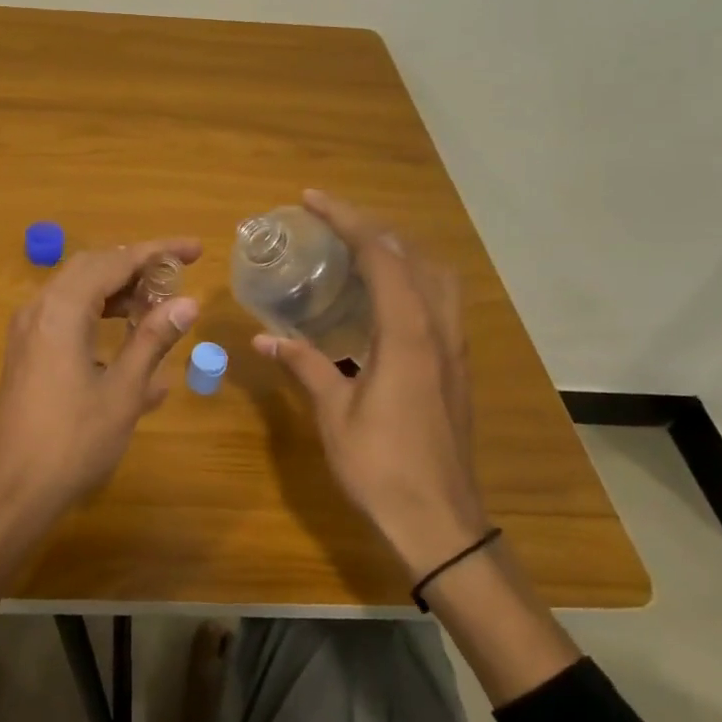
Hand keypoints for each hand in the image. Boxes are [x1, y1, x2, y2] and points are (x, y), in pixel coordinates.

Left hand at [0, 238, 201, 526]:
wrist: (11, 491)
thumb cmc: (72, 442)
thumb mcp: (123, 392)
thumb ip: (153, 340)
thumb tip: (187, 303)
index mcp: (62, 310)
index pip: (115, 261)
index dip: (158, 252)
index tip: (196, 250)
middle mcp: (39, 309)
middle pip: (92, 268)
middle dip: (137, 266)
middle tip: (178, 276)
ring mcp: (28, 332)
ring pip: (77, 292)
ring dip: (118, 292)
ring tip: (158, 307)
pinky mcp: (27, 354)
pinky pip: (66, 318)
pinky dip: (99, 317)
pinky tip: (129, 344)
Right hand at [253, 190, 488, 579]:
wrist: (441, 521)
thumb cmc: (381, 467)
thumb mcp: (334, 413)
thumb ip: (303, 366)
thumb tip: (264, 337)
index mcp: (407, 334)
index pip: (381, 255)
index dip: (347, 220)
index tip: (312, 200)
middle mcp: (438, 329)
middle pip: (414, 255)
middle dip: (373, 227)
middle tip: (332, 222)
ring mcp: (454, 348)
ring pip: (436, 276)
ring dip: (399, 251)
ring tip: (358, 249)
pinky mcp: (457, 367)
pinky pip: (439, 302)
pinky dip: (412, 279)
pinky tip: (384, 298)